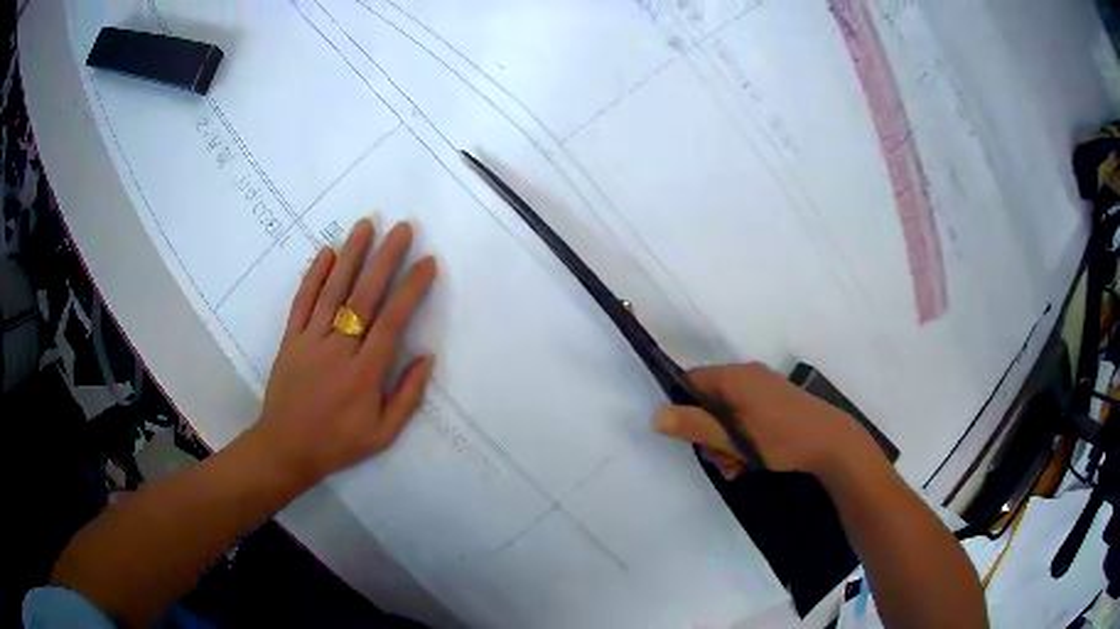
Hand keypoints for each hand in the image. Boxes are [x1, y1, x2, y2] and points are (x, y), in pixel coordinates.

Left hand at [252, 219, 436, 484]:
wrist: (287, 448)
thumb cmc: (338, 443)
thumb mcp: (383, 435)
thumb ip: (407, 396)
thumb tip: (427, 357)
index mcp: (364, 374)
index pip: (392, 322)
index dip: (411, 290)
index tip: (427, 263)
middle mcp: (338, 350)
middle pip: (364, 298)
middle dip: (385, 260)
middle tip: (402, 228)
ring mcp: (311, 341)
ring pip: (333, 292)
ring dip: (350, 256)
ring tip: (366, 225)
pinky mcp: (291, 339)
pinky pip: (302, 302)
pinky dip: (313, 276)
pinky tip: (325, 252)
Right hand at [652, 363, 876, 478]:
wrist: (833, 443)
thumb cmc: (782, 439)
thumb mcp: (735, 439)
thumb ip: (695, 426)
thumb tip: (655, 415)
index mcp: (734, 377)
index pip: (691, 381)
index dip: (682, 408)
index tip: (688, 437)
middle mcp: (747, 375)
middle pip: (708, 401)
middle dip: (708, 434)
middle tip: (721, 459)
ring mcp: (763, 387)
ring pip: (726, 413)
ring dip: (725, 441)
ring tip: (738, 465)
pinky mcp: (775, 400)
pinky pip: (744, 415)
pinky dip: (741, 436)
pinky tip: (750, 460)